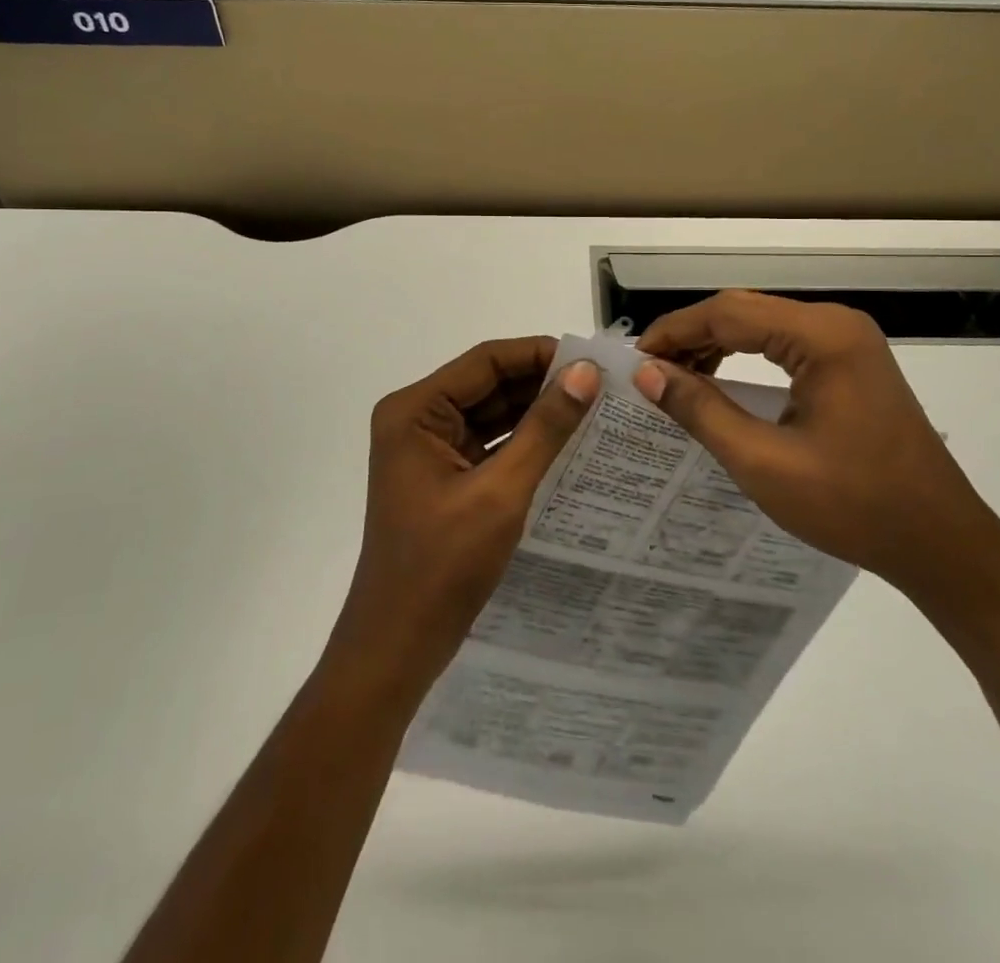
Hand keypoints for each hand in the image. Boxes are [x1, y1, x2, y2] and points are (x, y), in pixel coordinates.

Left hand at [333, 339, 599, 699]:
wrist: (397, 645)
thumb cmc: (442, 566)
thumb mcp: (501, 492)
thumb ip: (545, 428)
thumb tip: (586, 373)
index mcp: (414, 411)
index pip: (485, 362)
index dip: (538, 354)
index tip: (592, 362)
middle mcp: (416, 419)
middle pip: (488, 384)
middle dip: (542, 384)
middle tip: (602, 387)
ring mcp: (428, 449)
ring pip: (491, 414)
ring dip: (537, 413)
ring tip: (595, 410)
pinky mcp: (442, 476)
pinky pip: (489, 444)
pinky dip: (524, 442)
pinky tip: (567, 444)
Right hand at [632, 291, 999, 598]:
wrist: (941, 543)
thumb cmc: (854, 506)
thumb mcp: (764, 462)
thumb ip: (702, 410)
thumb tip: (647, 374)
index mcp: (823, 336)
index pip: (729, 312)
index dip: (674, 331)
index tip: (635, 361)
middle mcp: (837, 324)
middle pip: (745, 311)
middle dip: (691, 336)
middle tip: (649, 372)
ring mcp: (848, 341)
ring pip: (762, 325)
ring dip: (716, 345)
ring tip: (675, 378)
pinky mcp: (851, 362)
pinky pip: (784, 344)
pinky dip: (745, 357)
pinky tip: (719, 381)